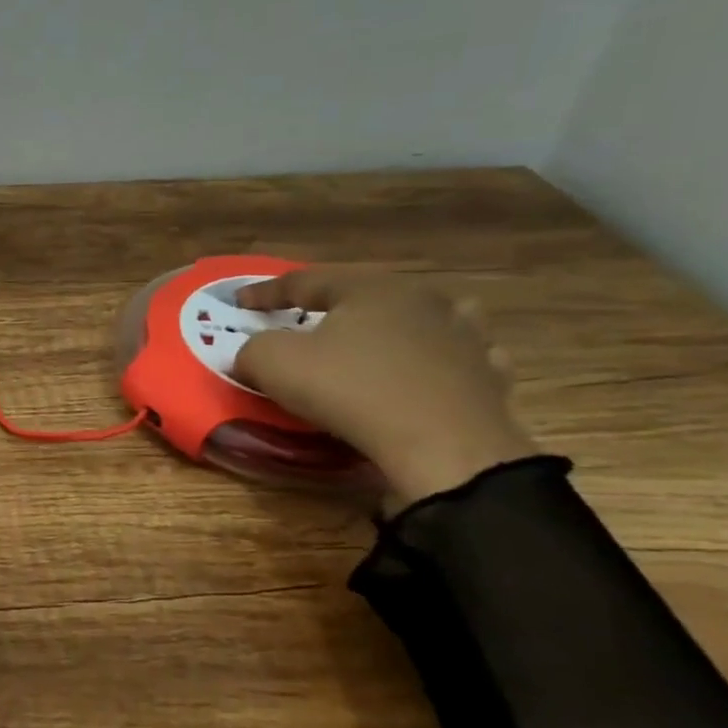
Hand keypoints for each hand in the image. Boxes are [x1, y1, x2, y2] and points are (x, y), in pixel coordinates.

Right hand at [232, 270, 537, 510]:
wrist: (444, 447)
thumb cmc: (351, 390)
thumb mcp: (275, 363)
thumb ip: (254, 348)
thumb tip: (254, 352)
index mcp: (368, 288)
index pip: (305, 281)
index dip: (266, 292)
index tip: (240, 303)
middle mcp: (421, 300)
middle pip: (366, 294)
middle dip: (334, 305)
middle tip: (307, 319)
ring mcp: (464, 336)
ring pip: (424, 319)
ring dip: (398, 325)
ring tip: (381, 336)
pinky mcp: (488, 376)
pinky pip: (457, 359)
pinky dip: (439, 362)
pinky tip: (430, 373)